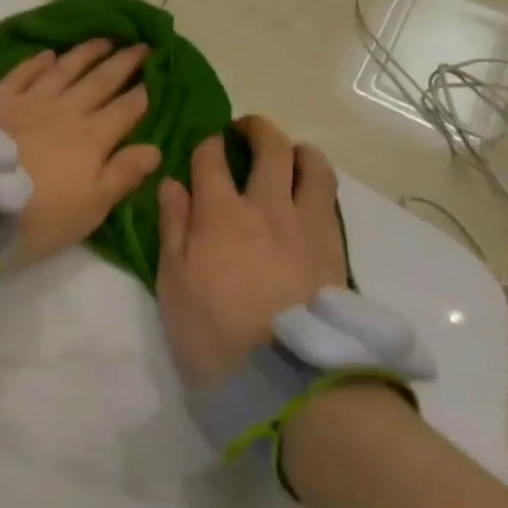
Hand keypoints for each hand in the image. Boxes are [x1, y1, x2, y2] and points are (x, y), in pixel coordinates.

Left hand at [0, 40, 162, 269]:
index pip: (126, 110)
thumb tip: (155, 148)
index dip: (143, 92)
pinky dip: (37, 62)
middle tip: (141, 45)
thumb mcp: (90, 207)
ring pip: (64, 69)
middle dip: (123, 63)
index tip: (158, 74)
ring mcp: (30, 101)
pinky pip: (23, 73)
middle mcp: (65, 111)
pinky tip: (48, 54)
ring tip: (103, 40)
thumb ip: (123, 175)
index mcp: (92, 138)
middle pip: (100, 81)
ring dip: (85, 53)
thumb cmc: (38, 214)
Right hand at [156, 115, 345, 388]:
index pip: (211, 157)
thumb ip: (173, 226)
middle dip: (256, 129)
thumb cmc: (215, 331)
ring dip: (298, 149)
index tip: (203, 146)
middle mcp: (267, 207)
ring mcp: (307, 226)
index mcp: (220, 212)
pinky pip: (330, 198)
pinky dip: (318, 182)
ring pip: (313, 166)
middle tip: (244, 131)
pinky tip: (308, 193)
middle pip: (270, 148)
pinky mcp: (334, 248)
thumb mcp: (174, 281)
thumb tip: (173, 183)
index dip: (206, 144)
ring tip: (288, 154)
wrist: (289, 378)